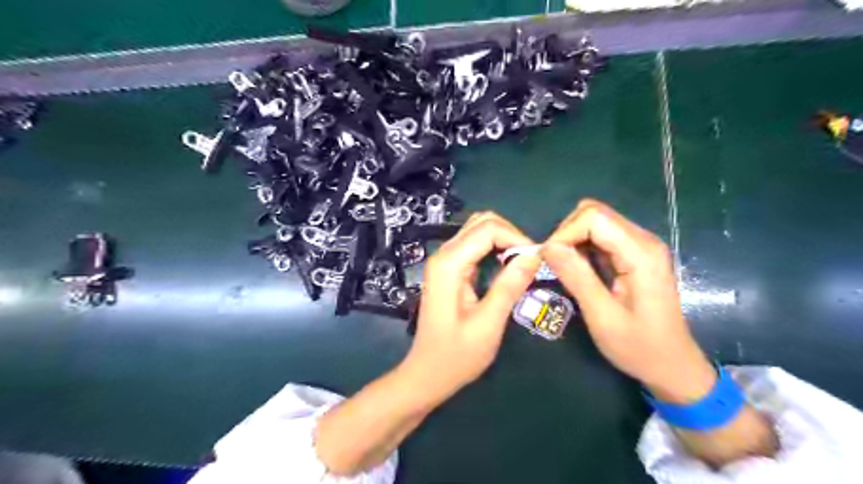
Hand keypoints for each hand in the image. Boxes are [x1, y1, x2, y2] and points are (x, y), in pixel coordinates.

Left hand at [406, 212, 537, 403]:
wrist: (427, 374)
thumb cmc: (456, 356)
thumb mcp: (488, 324)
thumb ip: (509, 286)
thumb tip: (535, 254)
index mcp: (449, 264)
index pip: (488, 229)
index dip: (516, 238)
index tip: (536, 261)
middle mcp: (443, 254)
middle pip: (482, 222)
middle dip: (511, 235)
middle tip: (531, 262)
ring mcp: (444, 261)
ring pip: (478, 231)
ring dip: (504, 241)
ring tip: (523, 265)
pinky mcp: (449, 270)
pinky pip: (475, 246)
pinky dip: (495, 249)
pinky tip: (507, 268)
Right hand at [546, 201, 714, 404]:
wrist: (672, 365)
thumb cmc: (639, 347)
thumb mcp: (602, 316)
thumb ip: (577, 277)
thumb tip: (548, 247)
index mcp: (640, 254)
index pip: (594, 218)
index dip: (565, 233)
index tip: (548, 259)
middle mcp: (643, 241)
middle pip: (595, 213)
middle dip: (567, 233)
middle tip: (553, 262)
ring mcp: (641, 246)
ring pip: (597, 222)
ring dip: (573, 239)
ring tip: (562, 266)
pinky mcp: (635, 254)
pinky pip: (602, 236)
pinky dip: (583, 246)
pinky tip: (577, 268)